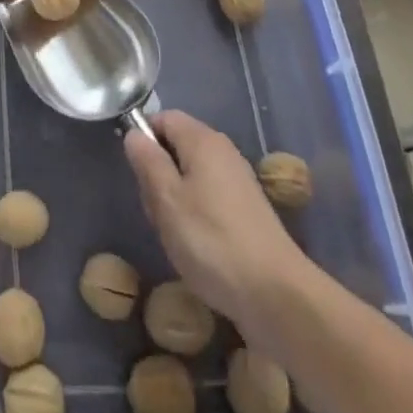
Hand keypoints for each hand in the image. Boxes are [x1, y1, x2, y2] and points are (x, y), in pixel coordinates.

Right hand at [123, 110, 304, 327]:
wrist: (277, 295)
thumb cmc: (212, 242)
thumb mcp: (167, 200)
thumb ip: (148, 162)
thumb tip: (135, 134)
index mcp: (202, 140)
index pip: (163, 117)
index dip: (145, 138)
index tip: (138, 174)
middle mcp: (223, 151)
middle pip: (178, 146)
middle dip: (160, 174)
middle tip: (156, 211)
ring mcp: (239, 180)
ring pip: (192, 175)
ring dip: (176, 199)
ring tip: (175, 235)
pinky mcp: (248, 210)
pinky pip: (210, 197)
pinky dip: (197, 215)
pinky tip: (197, 248)